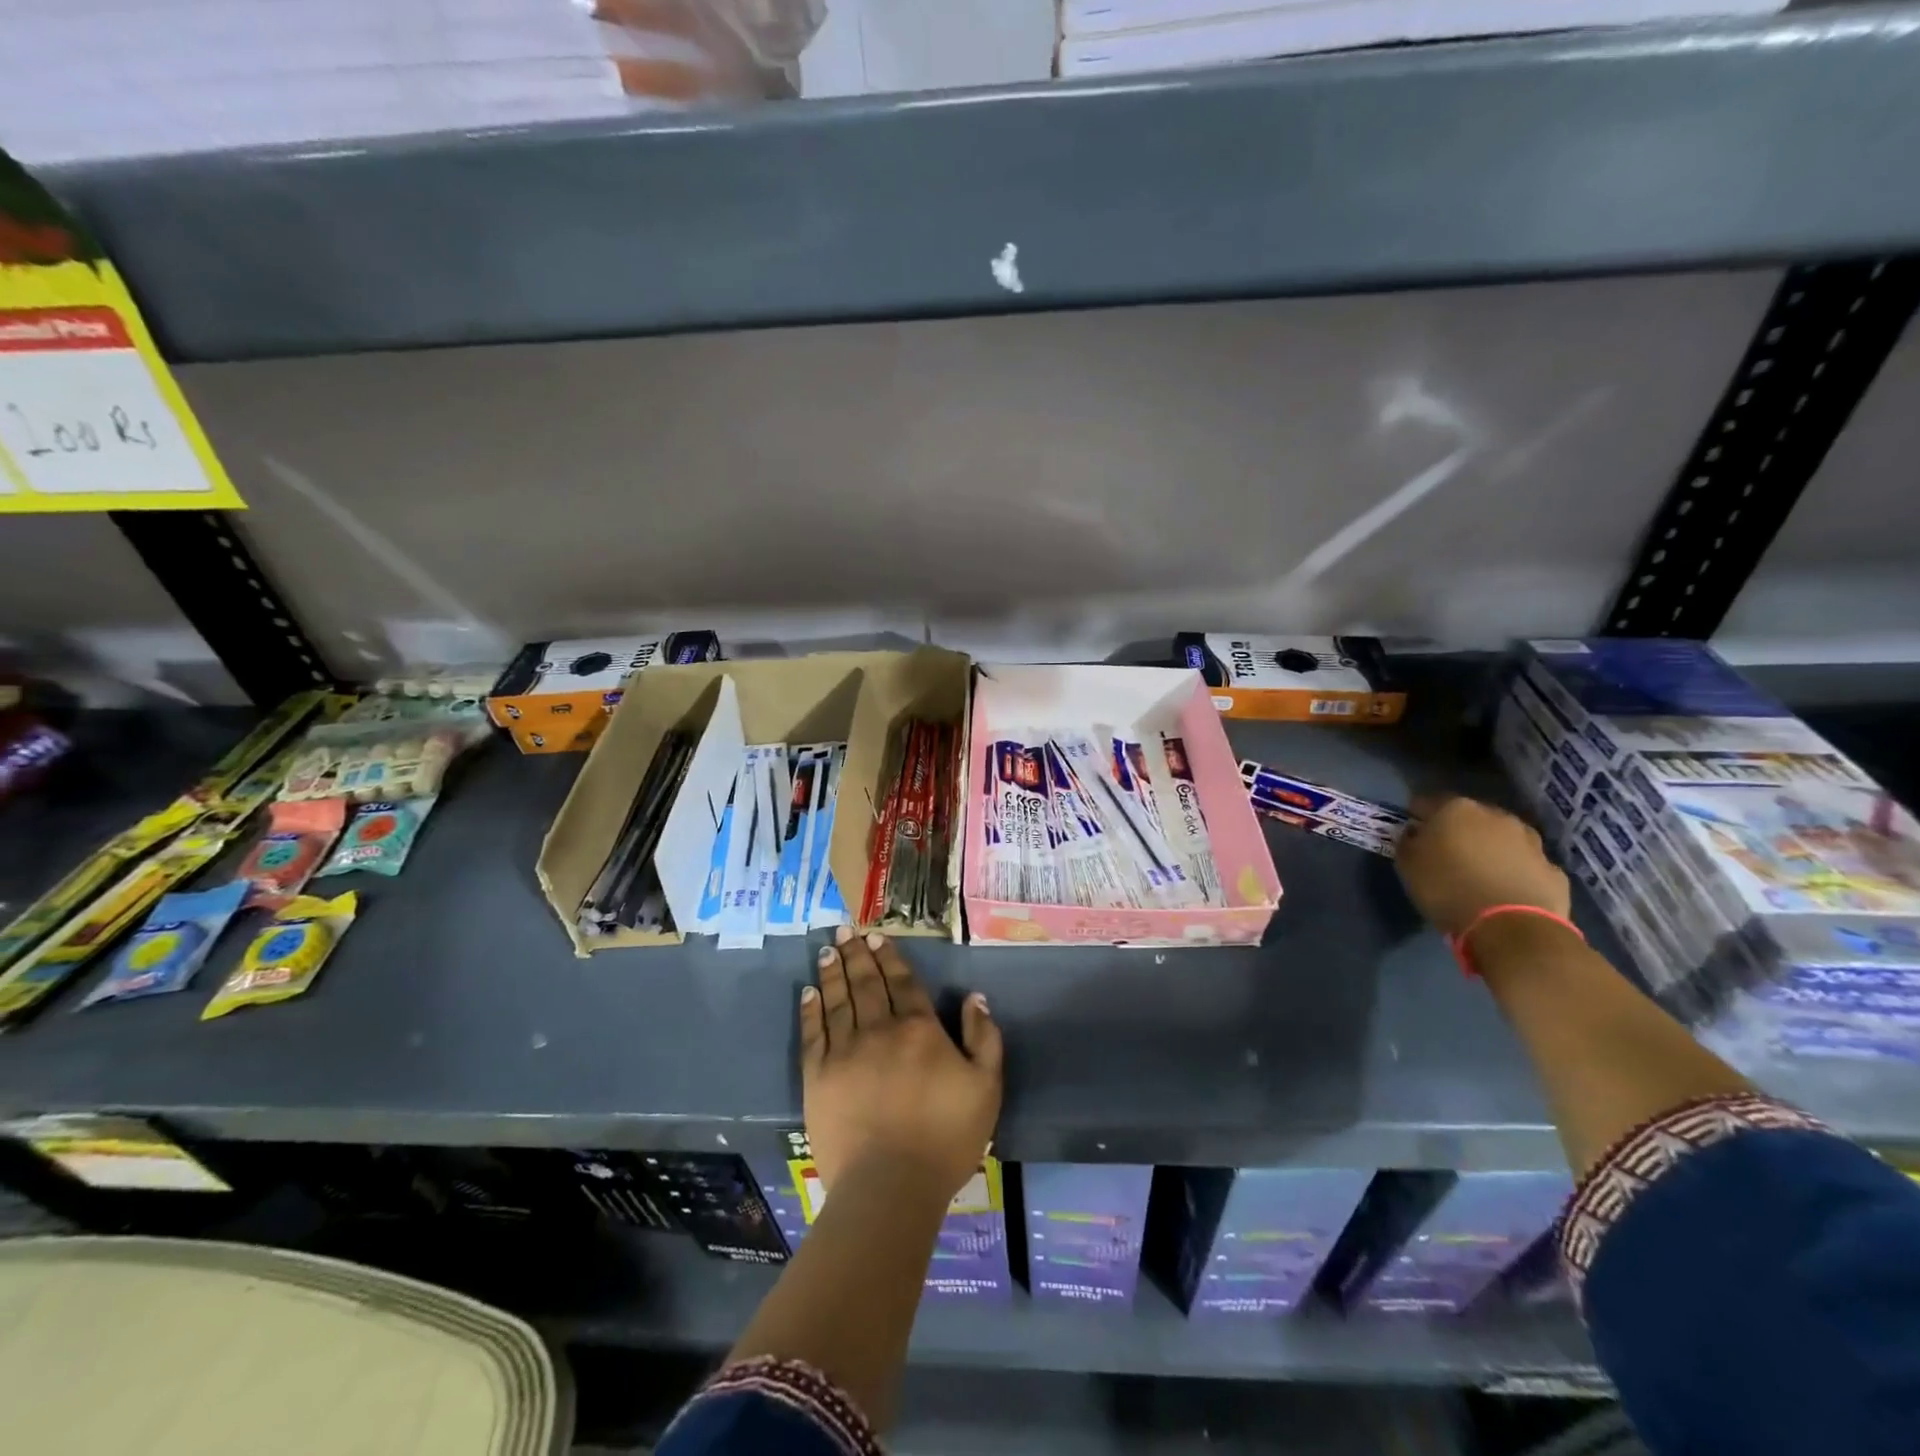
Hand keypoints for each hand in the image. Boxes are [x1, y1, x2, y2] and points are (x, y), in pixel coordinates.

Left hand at [801, 927, 1002, 1202]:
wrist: (890, 1186)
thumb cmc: (945, 1137)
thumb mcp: (986, 1087)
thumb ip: (984, 1038)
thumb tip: (975, 998)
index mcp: (919, 1029)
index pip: (902, 982)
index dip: (890, 958)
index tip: (877, 937)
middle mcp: (879, 1029)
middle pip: (866, 983)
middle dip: (856, 954)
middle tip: (845, 930)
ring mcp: (845, 1051)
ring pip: (838, 1000)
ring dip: (833, 971)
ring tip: (827, 950)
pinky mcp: (818, 1076)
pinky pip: (813, 1033)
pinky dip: (810, 1009)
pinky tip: (808, 991)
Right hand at [1396, 794, 1568, 936]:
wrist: (1513, 928)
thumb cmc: (1448, 890)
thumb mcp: (1407, 867)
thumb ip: (1407, 843)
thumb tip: (1414, 834)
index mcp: (1456, 809)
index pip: (1425, 802)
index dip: (1416, 817)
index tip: (1410, 834)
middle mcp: (1495, 816)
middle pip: (1469, 817)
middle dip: (1457, 830)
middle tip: (1445, 854)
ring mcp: (1530, 842)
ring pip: (1502, 838)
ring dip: (1489, 849)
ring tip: (1478, 873)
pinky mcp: (1552, 870)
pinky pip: (1525, 865)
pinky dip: (1514, 872)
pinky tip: (1504, 891)